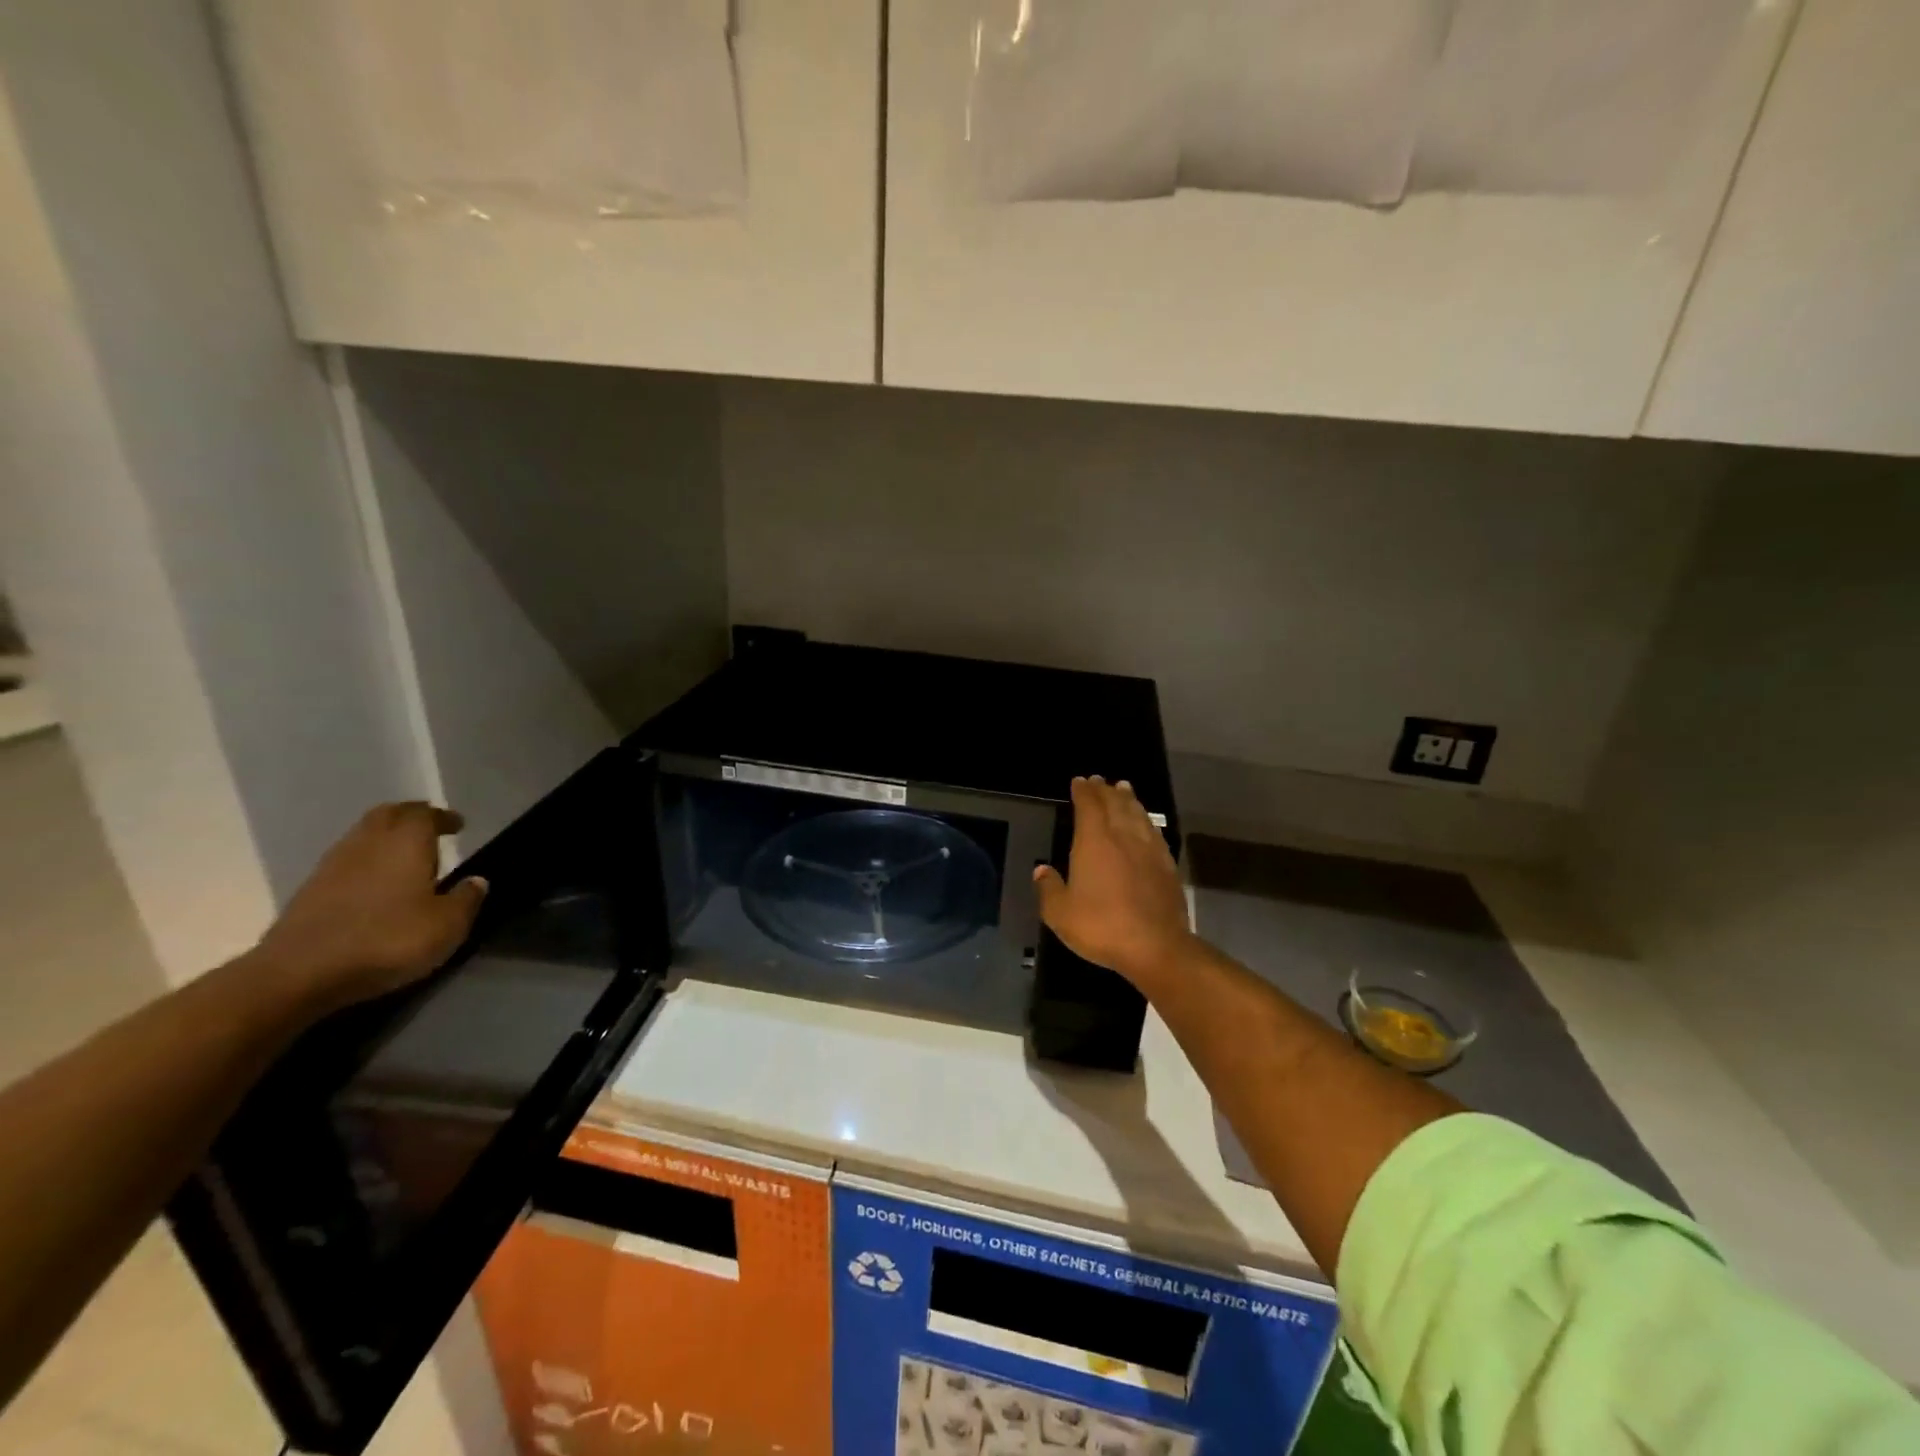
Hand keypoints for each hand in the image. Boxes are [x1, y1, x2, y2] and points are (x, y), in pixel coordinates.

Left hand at [253, 803, 486, 1013]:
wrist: (298, 974)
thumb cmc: (386, 940)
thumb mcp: (446, 926)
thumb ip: (466, 899)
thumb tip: (477, 881)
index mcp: (405, 842)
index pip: (425, 814)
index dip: (442, 817)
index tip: (457, 825)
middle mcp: (368, 843)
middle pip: (388, 815)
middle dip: (410, 817)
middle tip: (429, 829)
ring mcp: (333, 865)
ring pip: (363, 836)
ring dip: (384, 838)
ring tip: (404, 856)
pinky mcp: (310, 890)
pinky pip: (346, 861)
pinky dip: (365, 862)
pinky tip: (375, 883)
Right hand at [1033, 777, 1192, 990]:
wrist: (1156, 946)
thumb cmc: (1102, 926)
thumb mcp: (1060, 913)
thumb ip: (1049, 888)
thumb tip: (1041, 870)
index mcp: (1094, 841)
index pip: (1088, 805)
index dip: (1083, 791)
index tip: (1079, 781)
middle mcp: (1122, 836)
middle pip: (1114, 803)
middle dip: (1104, 790)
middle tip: (1099, 781)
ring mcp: (1148, 849)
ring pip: (1137, 813)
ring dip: (1128, 798)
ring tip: (1123, 788)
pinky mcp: (1166, 864)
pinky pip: (1154, 831)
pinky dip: (1146, 819)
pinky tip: (1145, 822)